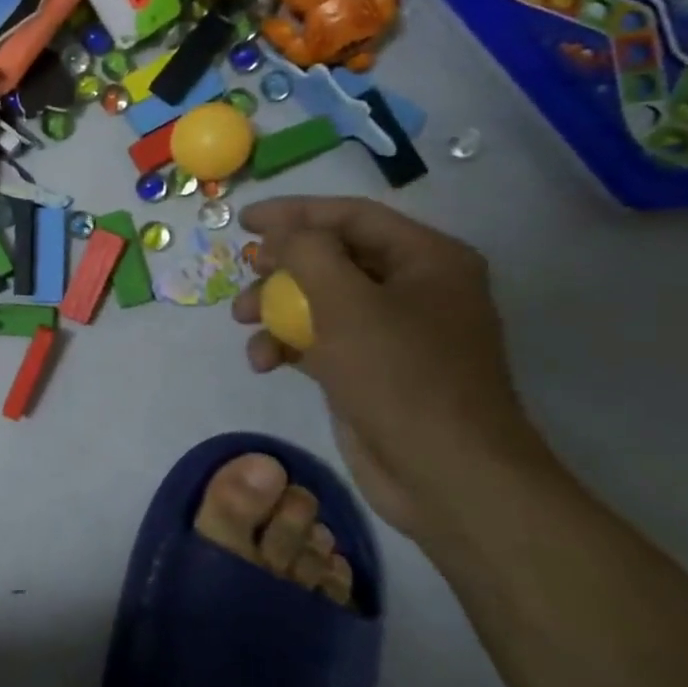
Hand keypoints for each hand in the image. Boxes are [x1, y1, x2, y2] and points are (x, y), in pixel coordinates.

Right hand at [233, 196, 552, 540]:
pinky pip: (320, 339)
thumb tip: (281, 232)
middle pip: (332, 257)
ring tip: (243, 323)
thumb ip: (308, 253)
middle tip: (245, 274)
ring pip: (319, 300)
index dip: (294, 213)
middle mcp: (414, 288)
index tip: (244, 220)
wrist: (444, 473)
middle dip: (281, 267)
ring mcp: (393, 332)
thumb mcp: (346, 304)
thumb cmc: (400, 376)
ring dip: (275, 308)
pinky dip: (288, 344)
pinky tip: (263, 362)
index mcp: (427, 260)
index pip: (351, 216)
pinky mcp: (370, 369)